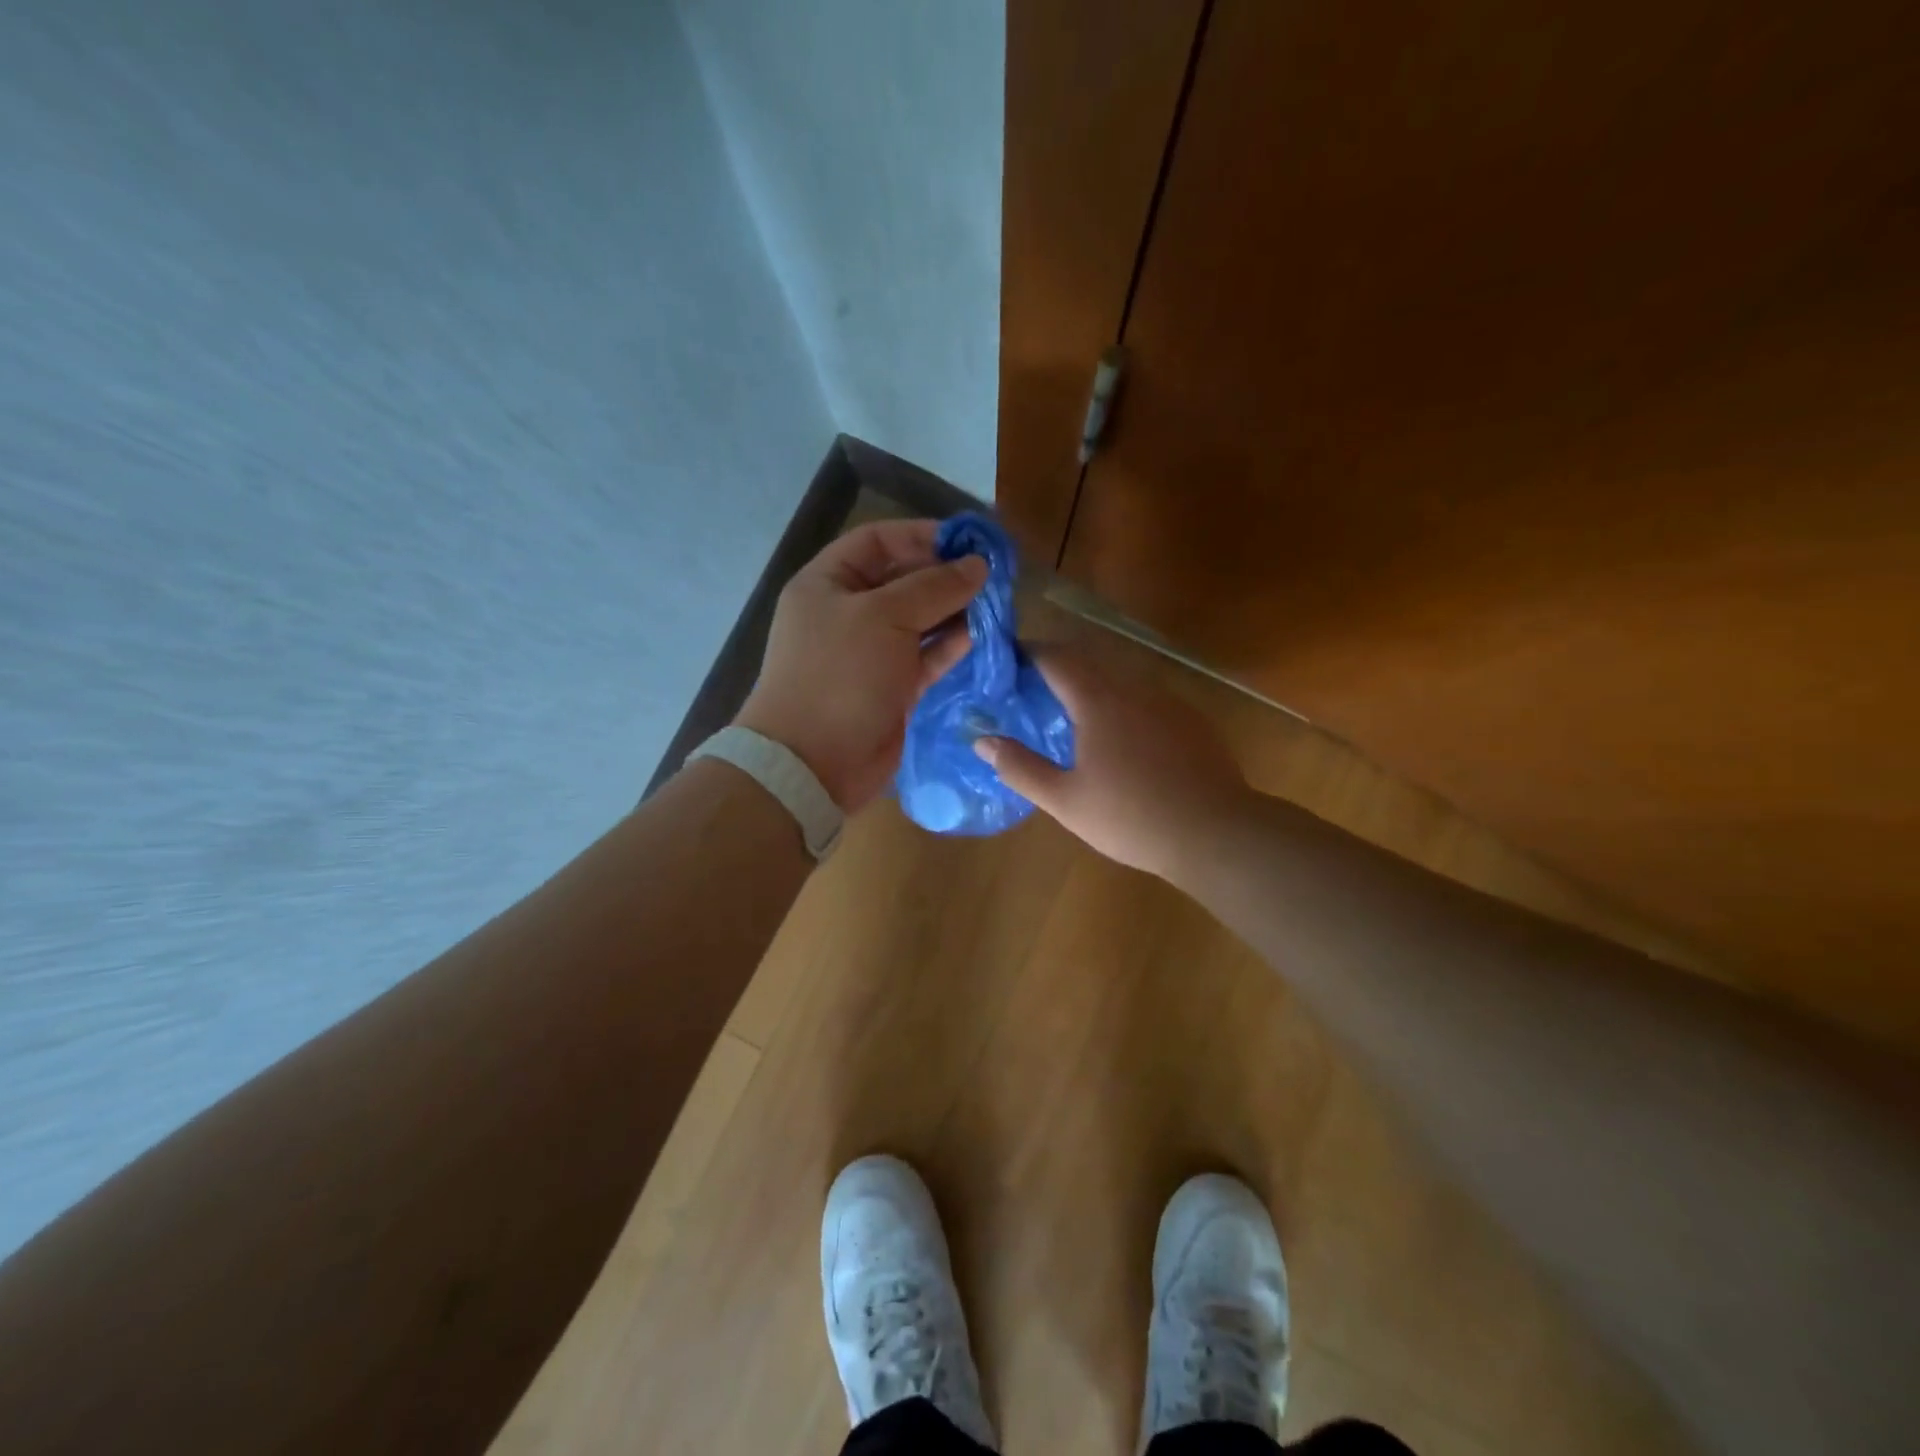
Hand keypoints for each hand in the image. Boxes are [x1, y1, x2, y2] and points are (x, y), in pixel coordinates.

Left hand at [735, 518, 987, 811]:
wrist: (814, 763)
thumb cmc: (840, 675)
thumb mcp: (884, 617)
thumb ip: (934, 587)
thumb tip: (978, 565)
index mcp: (828, 583)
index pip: (878, 540)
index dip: (922, 536)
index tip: (968, 542)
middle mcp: (848, 612)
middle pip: (903, 580)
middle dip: (946, 575)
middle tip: (994, 575)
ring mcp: (870, 652)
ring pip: (919, 620)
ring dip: (955, 611)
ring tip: (997, 604)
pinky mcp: (891, 687)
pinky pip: (926, 656)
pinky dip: (952, 645)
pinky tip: (984, 636)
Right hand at [973, 646, 1248, 879]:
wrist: (1215, 833)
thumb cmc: (1131, 817)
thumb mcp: (1065, 800)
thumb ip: (1020, 767)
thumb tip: (982, 740)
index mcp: (1098, 701)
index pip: (1058, 658)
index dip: (1031, 652)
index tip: (1009, 659)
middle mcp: (1134, 689)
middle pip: (1090, 662)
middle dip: (1059, 666)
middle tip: (1033, 686)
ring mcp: (1169, 702)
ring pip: (1122, 679)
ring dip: (1093, 684)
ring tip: (1073, 711)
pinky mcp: (1193, 720)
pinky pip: (1148, 699)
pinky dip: (1124, 703)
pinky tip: (1123, 737)